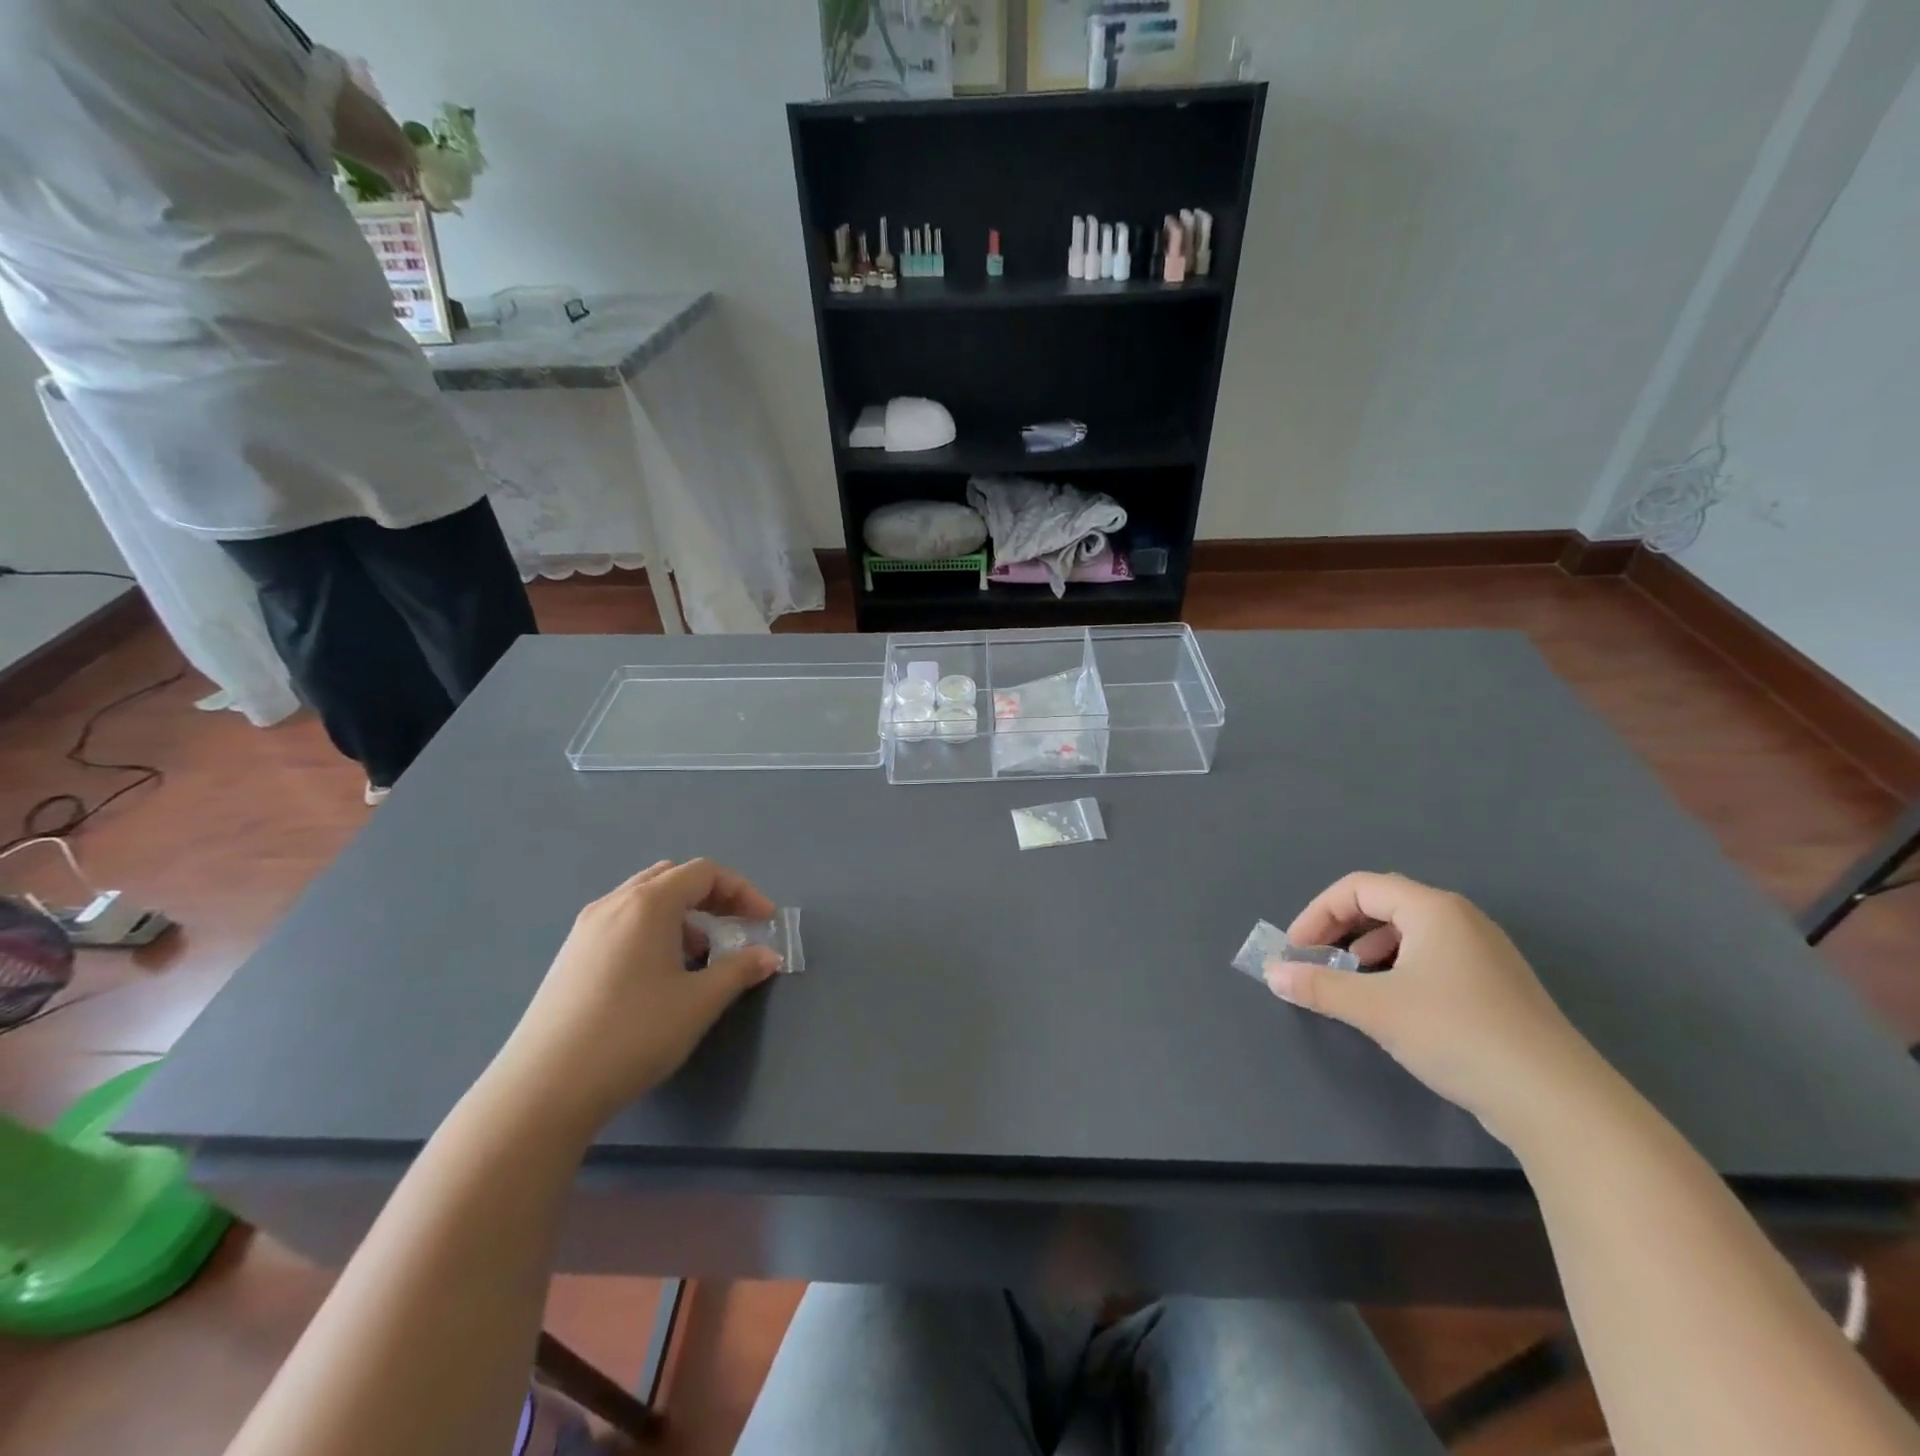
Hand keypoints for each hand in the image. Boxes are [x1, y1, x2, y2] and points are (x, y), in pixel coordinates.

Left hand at [491, 859, 783, 1130]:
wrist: (544, 1089)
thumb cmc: (633, 1034)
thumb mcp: (698, 1002)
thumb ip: (739, 970)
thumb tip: (769, 956)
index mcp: (648, 903)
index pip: (704, 872)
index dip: (742, 891)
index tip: (764, 922)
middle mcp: (614, 903)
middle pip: (672, 877)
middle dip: (712, 896)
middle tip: (735, 926)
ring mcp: (585, 929)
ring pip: (644, 899)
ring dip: (682, 914)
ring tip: (700, 955)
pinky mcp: (570, 956)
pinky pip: (622, 922)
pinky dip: (653, 930)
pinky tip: (659, 974)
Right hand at [1269, 872, 1602, 1141]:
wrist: (1557, 1102)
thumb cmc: (1458, 1034)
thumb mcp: (1376, 1008)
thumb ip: (1319, 986)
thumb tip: (1273, 973)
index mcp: (1433, 909)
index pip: (1358, 887)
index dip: (1317, 913)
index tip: (1296, 950)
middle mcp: (1460, 919)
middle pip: (1383, 904)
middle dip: (1339, 929)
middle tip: (1315, 961)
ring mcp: (1483, 953)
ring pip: (1408, 933)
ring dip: (1366, 949)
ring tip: (1349, 982)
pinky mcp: (1495, 987)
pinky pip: (1431, 958)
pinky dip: (1397, 969)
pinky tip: (1392, 1004)